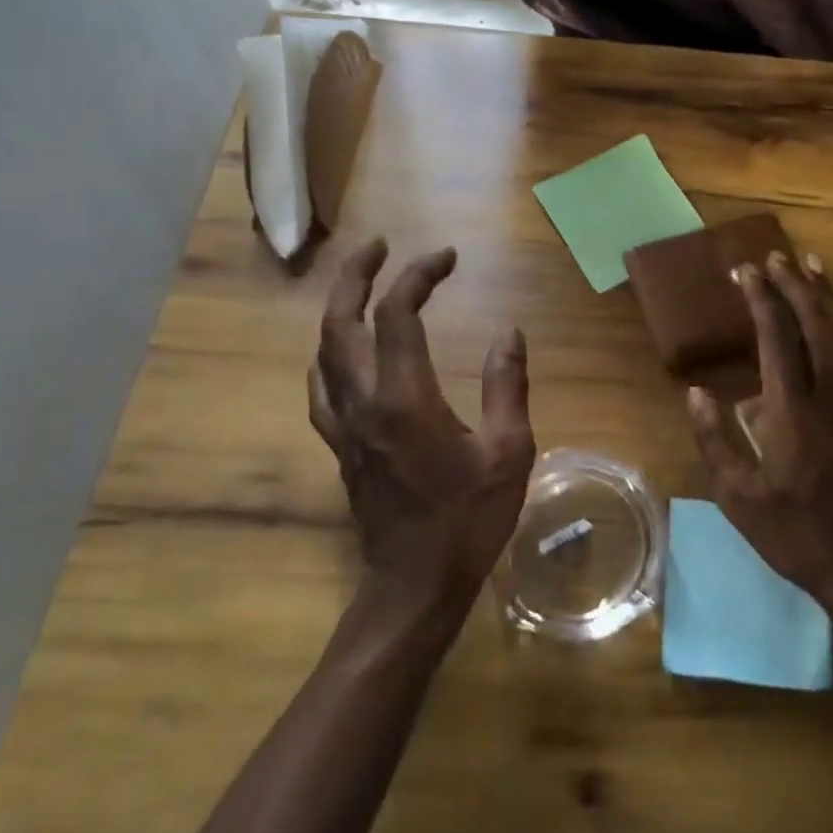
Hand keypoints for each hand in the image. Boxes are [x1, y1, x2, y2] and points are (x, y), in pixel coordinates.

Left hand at [309, 239, 535, 610]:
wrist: (415, 586)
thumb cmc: (468, 520)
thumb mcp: (509, 452)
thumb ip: (508, 385)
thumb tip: (510, 332)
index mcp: (404, 398)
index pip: (399, 314)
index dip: (419, 276)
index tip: (447, 258)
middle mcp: (363, 402)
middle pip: (340, 322)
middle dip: (356, 275)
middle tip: (380, 247)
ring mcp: (343, 425)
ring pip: (323, 351)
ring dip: (339, 309)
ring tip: (364, 286)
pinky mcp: (340, 447)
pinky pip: (322, 386)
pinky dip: (331, 353)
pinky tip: (345, 352)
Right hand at [685, 251, 832, 601]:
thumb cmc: (793, 532)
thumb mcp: (738, 496)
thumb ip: (715, 440)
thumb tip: (696, 392)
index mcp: (791, 410)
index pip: (777, 336)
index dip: (761, 298)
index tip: (745, 270)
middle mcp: (829, 395)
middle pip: (815, 324)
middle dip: (794, 284)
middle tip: (776, 256)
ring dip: (828, 296)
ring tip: (814, 264)